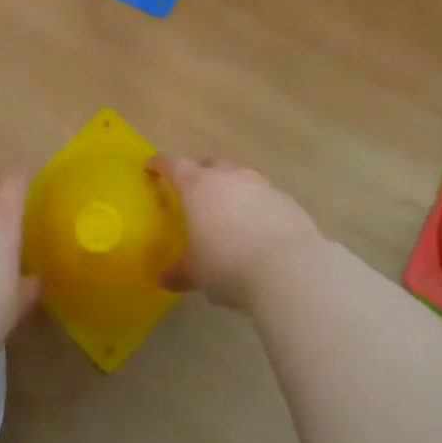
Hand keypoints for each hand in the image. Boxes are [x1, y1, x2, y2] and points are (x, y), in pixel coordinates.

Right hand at [149, 156, 325, 310]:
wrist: (289, 267)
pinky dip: (255, 205)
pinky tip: (257, 228)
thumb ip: (179, 272)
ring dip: (231, 188)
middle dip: (200, 174)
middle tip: (193, 194)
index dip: (160, 164)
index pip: (173, 164)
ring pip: (239, 176)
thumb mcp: (197, 274)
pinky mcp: (285, 199)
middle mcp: (229, 177)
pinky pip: (264, 195)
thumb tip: (163, 278)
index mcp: (198, 187)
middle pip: (210, 164)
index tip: (151, 167)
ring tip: (228, 213)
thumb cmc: (229, 265)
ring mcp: (260, 184)